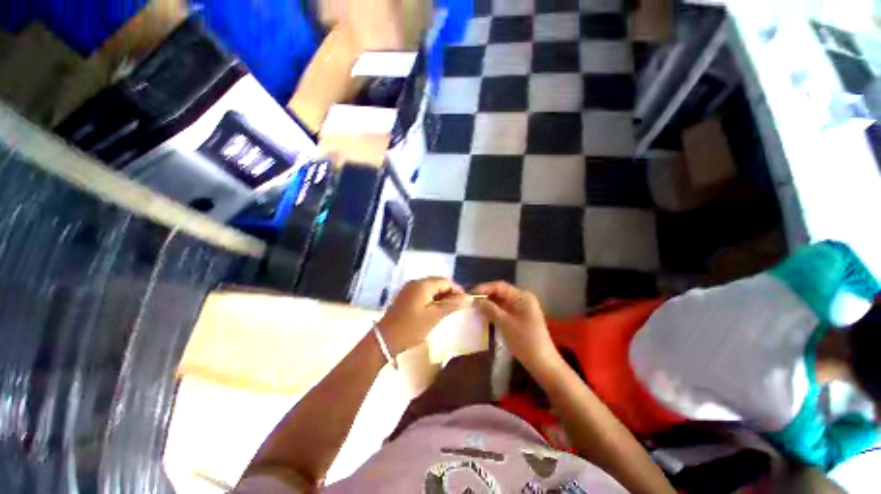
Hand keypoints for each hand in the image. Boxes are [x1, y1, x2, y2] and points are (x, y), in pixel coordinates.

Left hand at [378, 277, 468, 354]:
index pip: (446, 281)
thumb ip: (452, 305)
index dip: (458, 290)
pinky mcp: (405, 297)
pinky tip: (435, 311)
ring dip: (441, 297)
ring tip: (448, 310)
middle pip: (438, 283)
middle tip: (458, 307)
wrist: (384, 339)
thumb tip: (469, 298)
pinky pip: (423, 294)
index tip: (465, 302)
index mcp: (423, 284)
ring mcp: (409, 289)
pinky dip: (432, 300)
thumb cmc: (411, 328)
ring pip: (431, 289)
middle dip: (450, 293)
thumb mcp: (434, 317)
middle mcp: (415, 282)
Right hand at [473, 281, 562, 375]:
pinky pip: (504, 309)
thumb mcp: (505, 323)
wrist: (542, 363)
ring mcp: (522, 308)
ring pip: (501, 301)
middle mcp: (522, 298)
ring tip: (474, 307)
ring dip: (489, 304)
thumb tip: (477, 300)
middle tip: (470, 301)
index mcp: (522, 296)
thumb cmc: (525, 341)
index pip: (500, 286)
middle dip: (486, 296)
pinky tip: (484, 315)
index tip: (470, 295)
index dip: (484, 288)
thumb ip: (490, 309)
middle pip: (501, 292)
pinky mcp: (520, 317)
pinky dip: (494, 311)